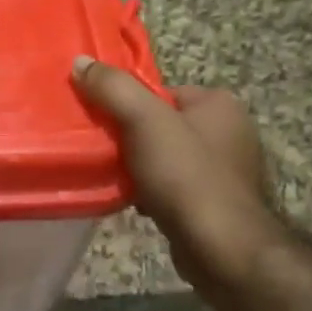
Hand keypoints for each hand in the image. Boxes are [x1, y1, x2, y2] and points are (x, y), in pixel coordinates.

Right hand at [72, 57, 287, 297]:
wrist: (222, 248)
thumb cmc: (186, 177)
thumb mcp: (144, 121)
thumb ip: (112, 88)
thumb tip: (80, 62)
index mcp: (219, 103)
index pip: (160, 92)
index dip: (128, 106)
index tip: (103, 124)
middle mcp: (230, 131)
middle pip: (161, 124)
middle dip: (131, 139)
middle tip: (105, 153)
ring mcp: (227, 169)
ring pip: (166, 157)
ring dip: (139, 168)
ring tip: (118, 180)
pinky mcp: (217, 202)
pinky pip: (175, 186)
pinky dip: (154, 192)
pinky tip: (138, 203)